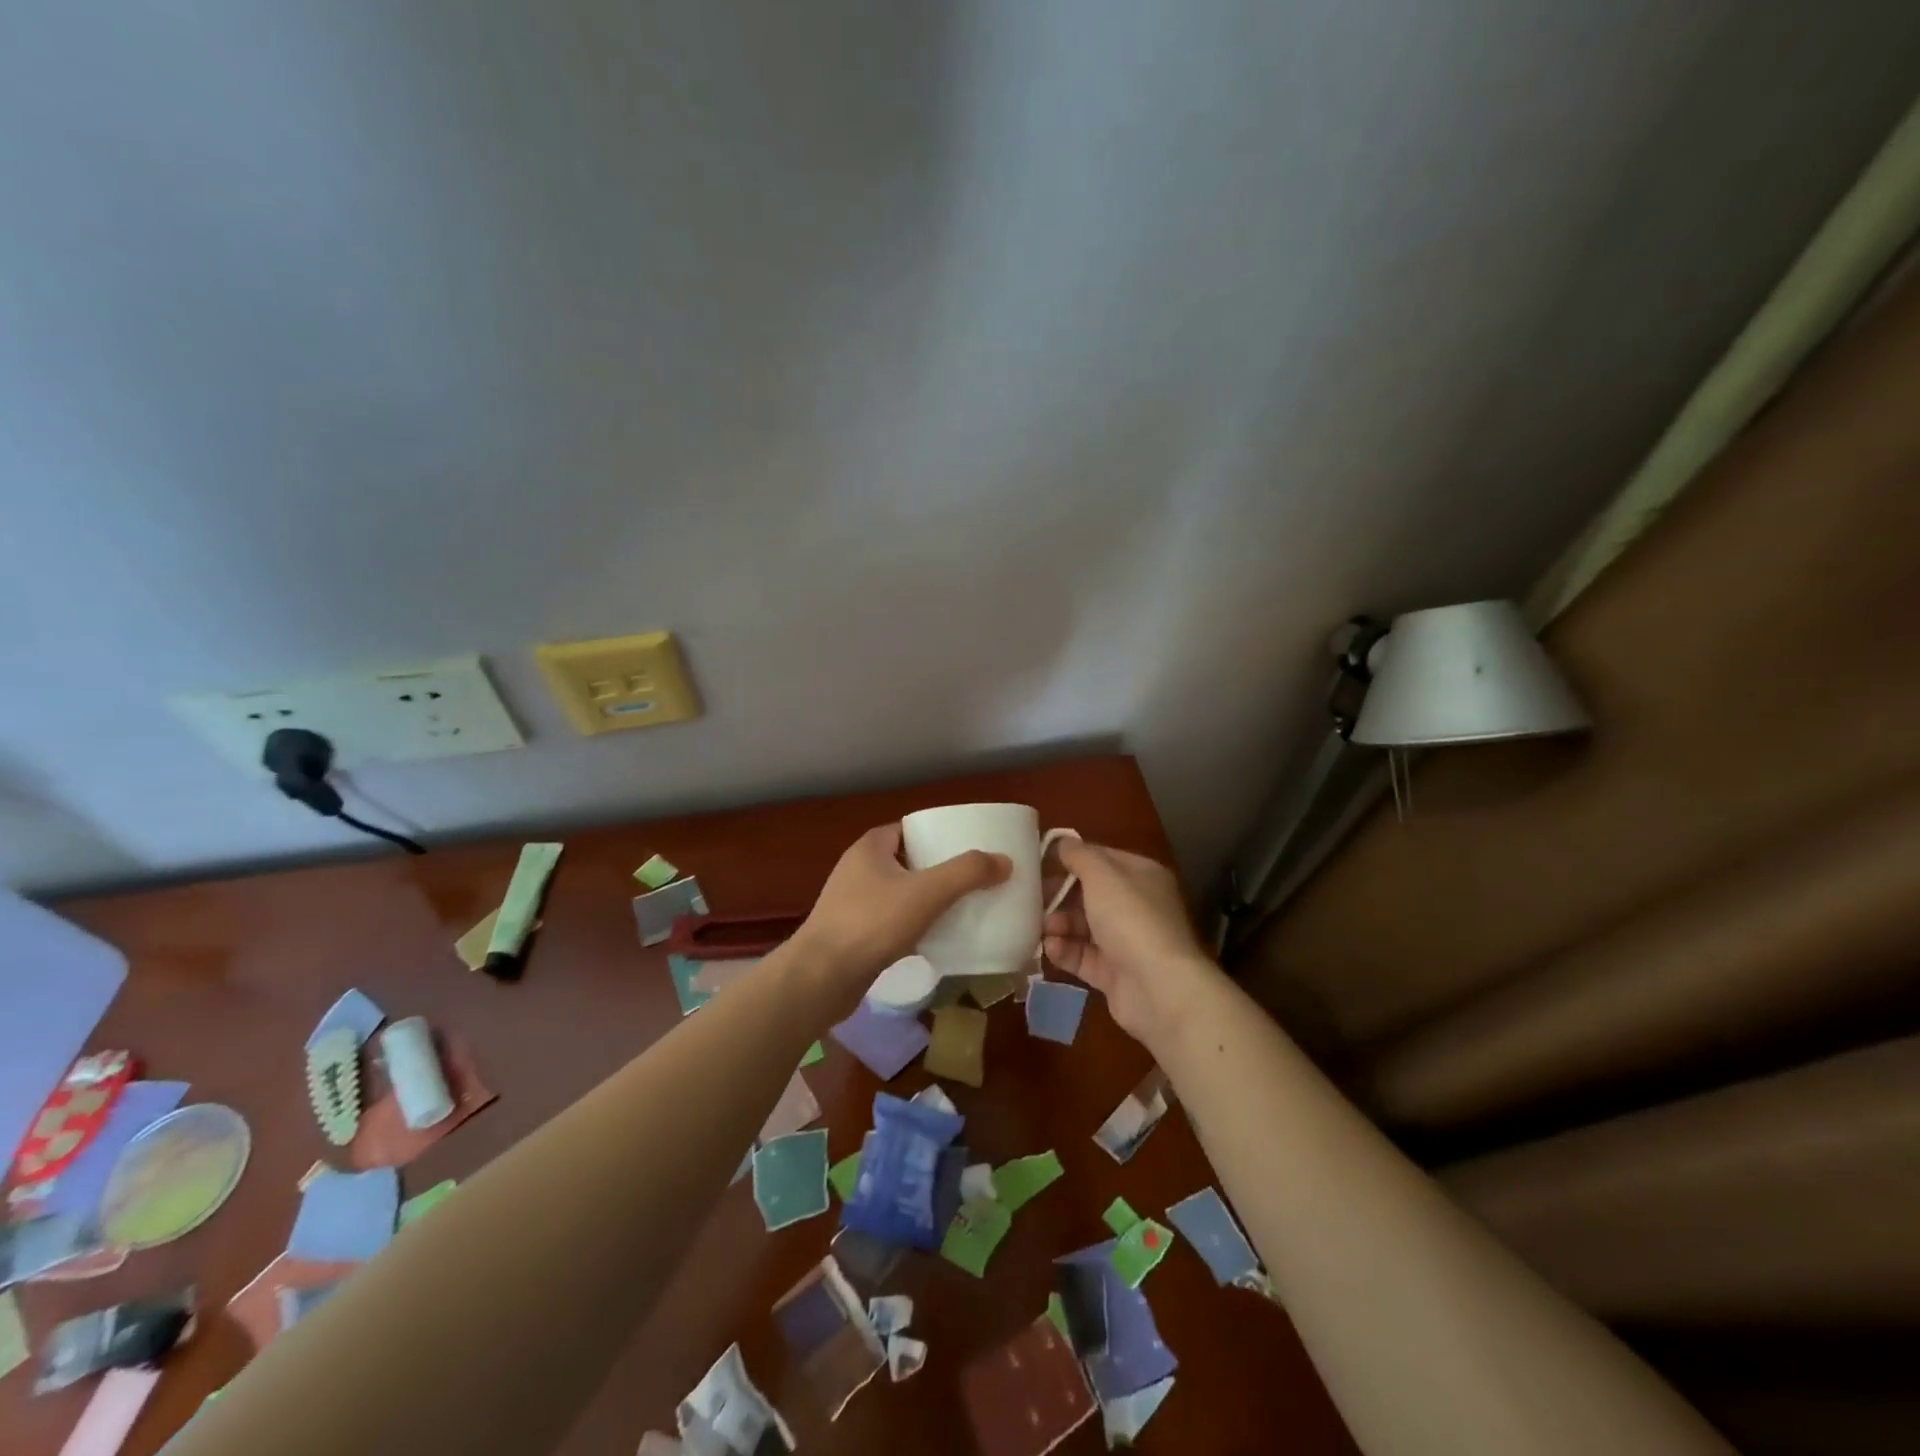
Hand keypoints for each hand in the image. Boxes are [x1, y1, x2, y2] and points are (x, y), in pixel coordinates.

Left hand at [794, 824, 1009, 1000]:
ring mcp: (852, 902)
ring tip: (962, 908)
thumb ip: (967, 873)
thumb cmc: (871, 924)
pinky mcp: (853, 933)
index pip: (910, 829)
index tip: (969, 847)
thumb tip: (1004, 861)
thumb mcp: (927, 893)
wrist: (821, 978)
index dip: (939, 834)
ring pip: (900, 893)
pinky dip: (914, 925)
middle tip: (973, 879)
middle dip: (939, 869)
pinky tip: (936, 939)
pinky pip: (891, 921)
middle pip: (908, 860)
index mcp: (870, 847)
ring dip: (927, 899)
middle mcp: (858, 868)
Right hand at [1044, 841, 1219, 1048]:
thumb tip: (1063, 842)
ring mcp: (1126, 942)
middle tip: (1033, 899)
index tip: (1039, 864)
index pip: (1102, 859)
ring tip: (1043, 928)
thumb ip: (1079, 855)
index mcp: (1141, 876)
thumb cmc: (1130, 919)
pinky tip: (1050, 948)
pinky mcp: (1114, 974)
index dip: (1072, 859)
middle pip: (1089, 894)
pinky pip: (1083, 956)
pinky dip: (1065, 951)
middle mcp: (1137, 906)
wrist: (1159, 988)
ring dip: (1059, 924)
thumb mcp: (1102, 875)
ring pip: (1083, 926)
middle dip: (1060, 896)